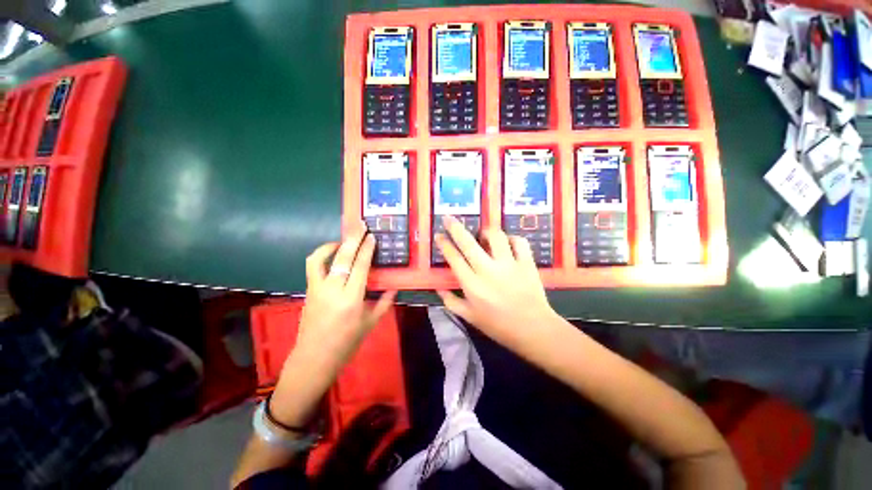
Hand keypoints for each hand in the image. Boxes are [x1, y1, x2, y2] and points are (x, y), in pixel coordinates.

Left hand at [269, 224, 395, 426]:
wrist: (314, 358)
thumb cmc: (346, 343)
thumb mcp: (370, 324)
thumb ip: (384, 303)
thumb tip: (395, 288)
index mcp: (351, 299)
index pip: (360, 267)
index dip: (367, 249)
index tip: (372, 236)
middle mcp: (333, 290)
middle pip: (343, 258)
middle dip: (353, 239)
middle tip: (360, 225)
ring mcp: (317, 289)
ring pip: (321, 259)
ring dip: (333, 245)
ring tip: (344, 240)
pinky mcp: (308, 290)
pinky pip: (313, 267)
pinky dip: (321, 255)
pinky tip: (332, 254)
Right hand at [434, 216, 560, 347]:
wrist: (533, 330)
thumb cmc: (498, 326)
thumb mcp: (470, 318)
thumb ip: (451, 302)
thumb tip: (438, 289)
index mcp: (472, 285)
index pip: (454, 259)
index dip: (444, 245)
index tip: (439, 235)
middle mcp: (488, 271)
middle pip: (468, 243)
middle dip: (456, 228)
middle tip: (448, 218)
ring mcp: (509, 265)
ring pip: (495, 237)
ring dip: (486, 231)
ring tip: (483, 234)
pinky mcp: (526, 263)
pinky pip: (519, 242)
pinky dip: (512, 238)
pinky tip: (507, 242)